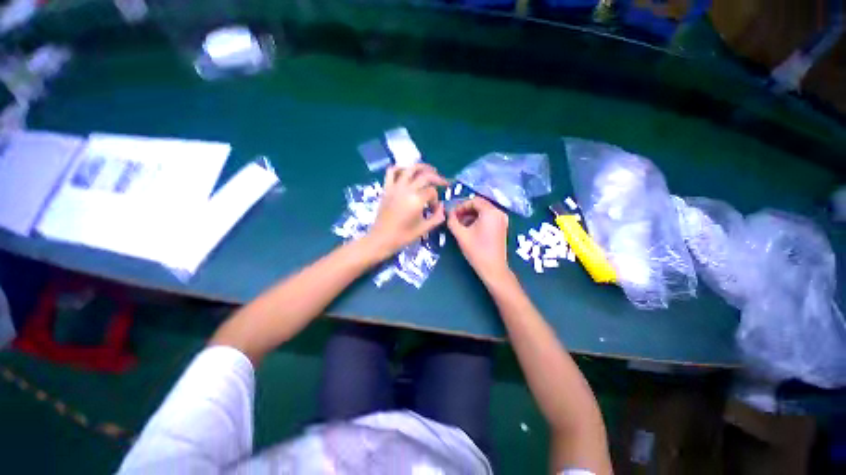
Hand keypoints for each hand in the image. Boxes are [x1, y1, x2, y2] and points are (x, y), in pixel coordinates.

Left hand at [366, 164, 447, 258]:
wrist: (381, 239)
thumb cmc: (403, 236)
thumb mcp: (424, 229)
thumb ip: (437, 217)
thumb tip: (442, 207)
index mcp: (416, 200)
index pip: (432, 192)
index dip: (436, 200)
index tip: (435, 209)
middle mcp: (406, 190)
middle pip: (425, 176)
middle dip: (437, 178)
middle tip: (443, 182)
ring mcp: (395, 187)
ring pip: (410, 169)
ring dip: (422, 167)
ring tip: (429, 170)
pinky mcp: (386, 188)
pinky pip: (392, 172)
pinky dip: (400, 168)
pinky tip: (407, 172)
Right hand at [447, 196, 509, 280]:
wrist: (493, 269)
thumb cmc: (477, 251)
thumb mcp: (461, 235)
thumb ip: (452, 221)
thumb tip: (448, 213)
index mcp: (490, 212)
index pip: (473, 201)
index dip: (460, 206)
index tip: (452, 214)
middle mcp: (499, 213)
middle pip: (479, 205)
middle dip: (465, 210)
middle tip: (454, 218)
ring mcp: (502, 220)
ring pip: (483, 211)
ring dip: (471, 215)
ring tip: (460, 224)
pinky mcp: (502, 227)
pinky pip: (488, 218)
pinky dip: (478, 220)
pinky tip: (469, 228)